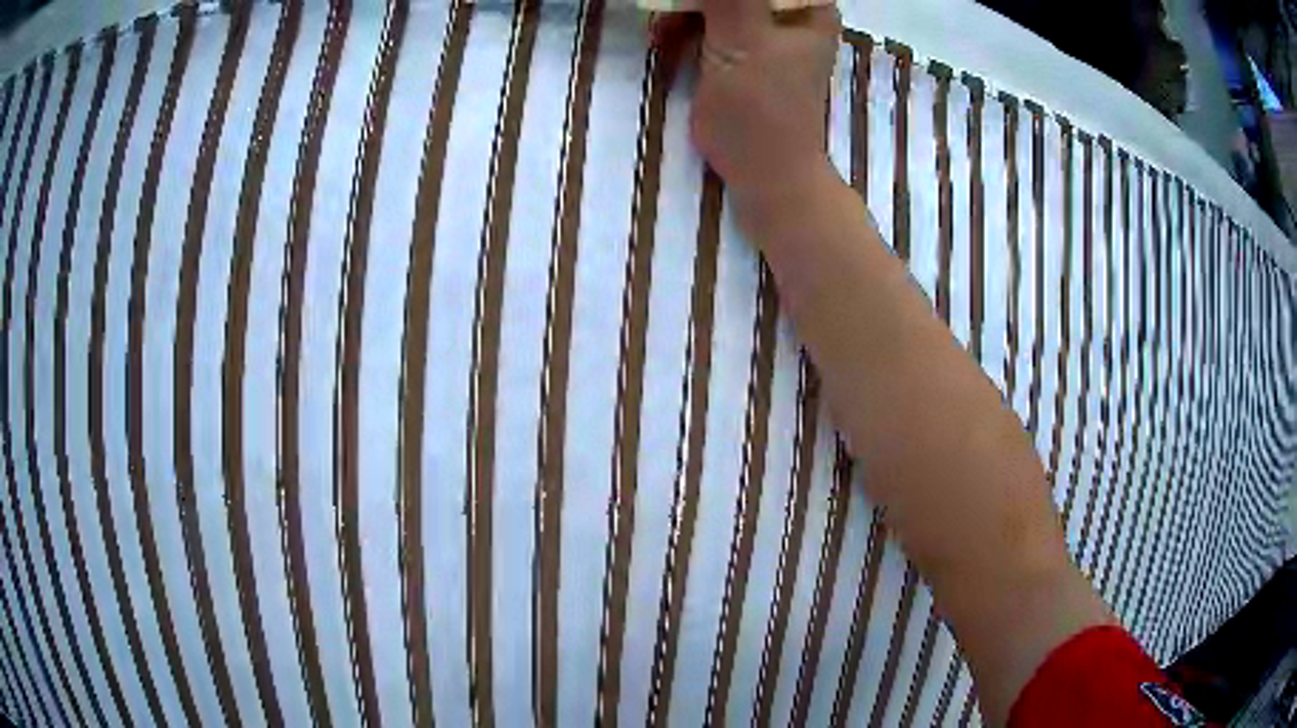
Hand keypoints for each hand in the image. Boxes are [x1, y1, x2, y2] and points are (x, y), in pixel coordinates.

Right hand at [654, 0, 839, 222]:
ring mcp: (769, 27)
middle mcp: (793, 9)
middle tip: (668, 14)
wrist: (764, 174)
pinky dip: (685, 25)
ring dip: (683, 8)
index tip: (687, 3)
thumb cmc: (761, 113)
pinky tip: (667, 41)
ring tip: (663, 34)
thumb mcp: (741, 43)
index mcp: (807, 5)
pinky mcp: (746, 45)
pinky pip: (711, 17)